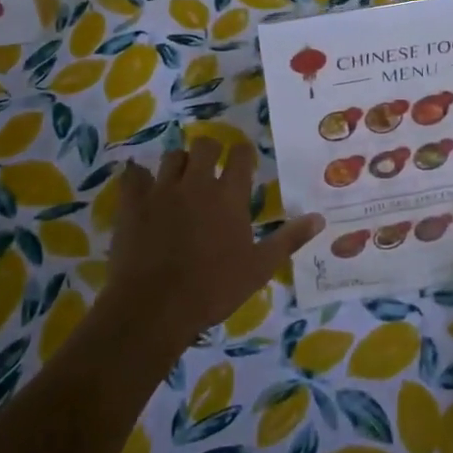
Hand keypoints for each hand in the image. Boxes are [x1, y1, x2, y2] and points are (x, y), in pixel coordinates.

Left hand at [102, 138, 322, 354]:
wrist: (155, 307)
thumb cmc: (213, 289)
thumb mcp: (259, 268)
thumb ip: (289, 240)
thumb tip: (320, 218)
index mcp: (229, 196)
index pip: (240, 156)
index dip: (243, 152)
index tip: (244, 157)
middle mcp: (196, 183)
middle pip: (204, 146)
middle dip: (210, 149)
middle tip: (211, 164)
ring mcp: (161, 191)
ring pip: (171, 157)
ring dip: (179, 163)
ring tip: (180, 177)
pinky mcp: (133, 203)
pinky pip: (133, 175)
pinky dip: (138, 175)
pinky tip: (141, 183)